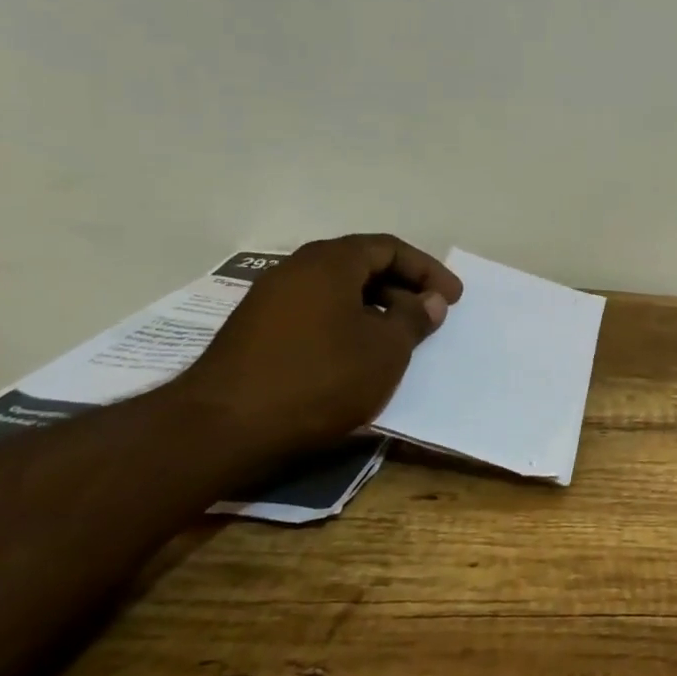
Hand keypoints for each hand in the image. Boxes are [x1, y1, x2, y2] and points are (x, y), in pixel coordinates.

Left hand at [172, 234, 463, 458]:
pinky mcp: (255, 332)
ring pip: (336, 291)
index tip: (452, 298)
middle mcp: (296, 270)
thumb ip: (414, 318)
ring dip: (375, 308)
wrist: (224, 427)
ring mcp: (270, 300)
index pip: (389, 248)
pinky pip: (315, 313)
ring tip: (399, 339)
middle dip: (402, 288)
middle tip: (430, 316)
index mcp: (330, 262)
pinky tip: (358, 356)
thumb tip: (429, 301)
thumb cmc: (320, 378)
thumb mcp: (385, 349)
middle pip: (361, 265)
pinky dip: (346, 324)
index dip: (427, 270)